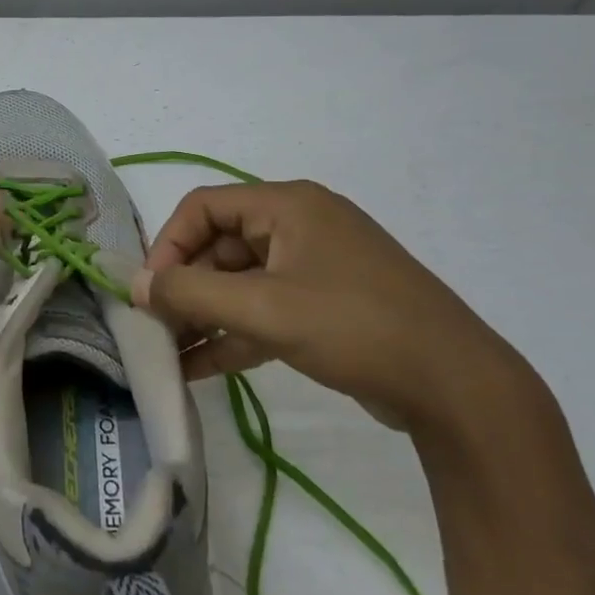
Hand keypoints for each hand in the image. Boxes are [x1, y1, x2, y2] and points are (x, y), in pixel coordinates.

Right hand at [132, 180, 538, 434]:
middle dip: (184, 288)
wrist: (459, 389)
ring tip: (167, 354)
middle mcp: (299, 227)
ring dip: (204, 316)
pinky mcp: (325, 309)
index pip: (203, 207)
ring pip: (240, 284)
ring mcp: (314, 269)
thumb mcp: (264, 308)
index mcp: (287, 206)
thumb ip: (191, 294)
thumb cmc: (354, 326)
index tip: (150, 292)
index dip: (169, 245)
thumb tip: (135, 285)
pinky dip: (233, 335)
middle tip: (155, 328)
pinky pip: (264, 311)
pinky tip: (198, 368)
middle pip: (219, 247)